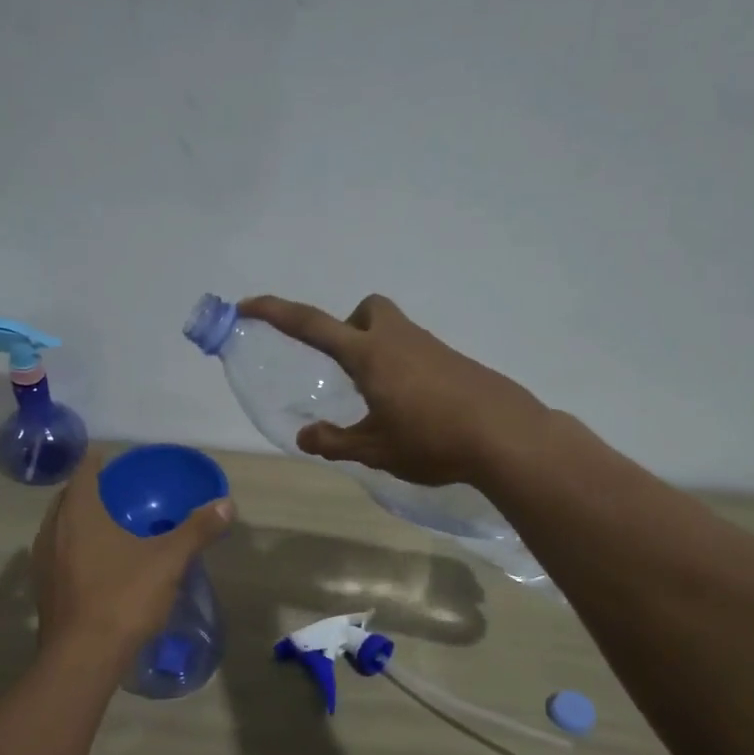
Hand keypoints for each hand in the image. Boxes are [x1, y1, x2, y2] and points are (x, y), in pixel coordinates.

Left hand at [31, 454, 234, 659]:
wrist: (83, 658)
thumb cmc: (123, 598)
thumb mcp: (168, 561)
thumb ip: (197, 530)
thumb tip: (226, 503)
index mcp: (79, 515)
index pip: (83, 475)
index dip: (95, 463)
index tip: (106, 456)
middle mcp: (53, 532)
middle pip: (66, 500)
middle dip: (85, 491)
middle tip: (110, 490)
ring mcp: (43, 563)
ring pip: (57, 529)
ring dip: (76, 521)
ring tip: (103, 524)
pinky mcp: (44, 591)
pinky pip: (57, 555)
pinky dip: (73, 548)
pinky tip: (95, 564)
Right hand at [239, 293, 551, 487]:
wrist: (506, 436)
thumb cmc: (432, 440)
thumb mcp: (375, 449)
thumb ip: (335, 441)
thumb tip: (304, 436)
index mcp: (369, 355)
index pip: (312, 326)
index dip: (276, 313)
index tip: (247, 305)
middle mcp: (397, 340)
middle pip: (366, 310)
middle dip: (347, 328)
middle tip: (346, 371)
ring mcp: (430, 347)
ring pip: (393, 331)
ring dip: (375, 353)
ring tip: (378, 403)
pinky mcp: (454, 362)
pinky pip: (416, 351)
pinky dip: (402, 369)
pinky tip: (411, 410)